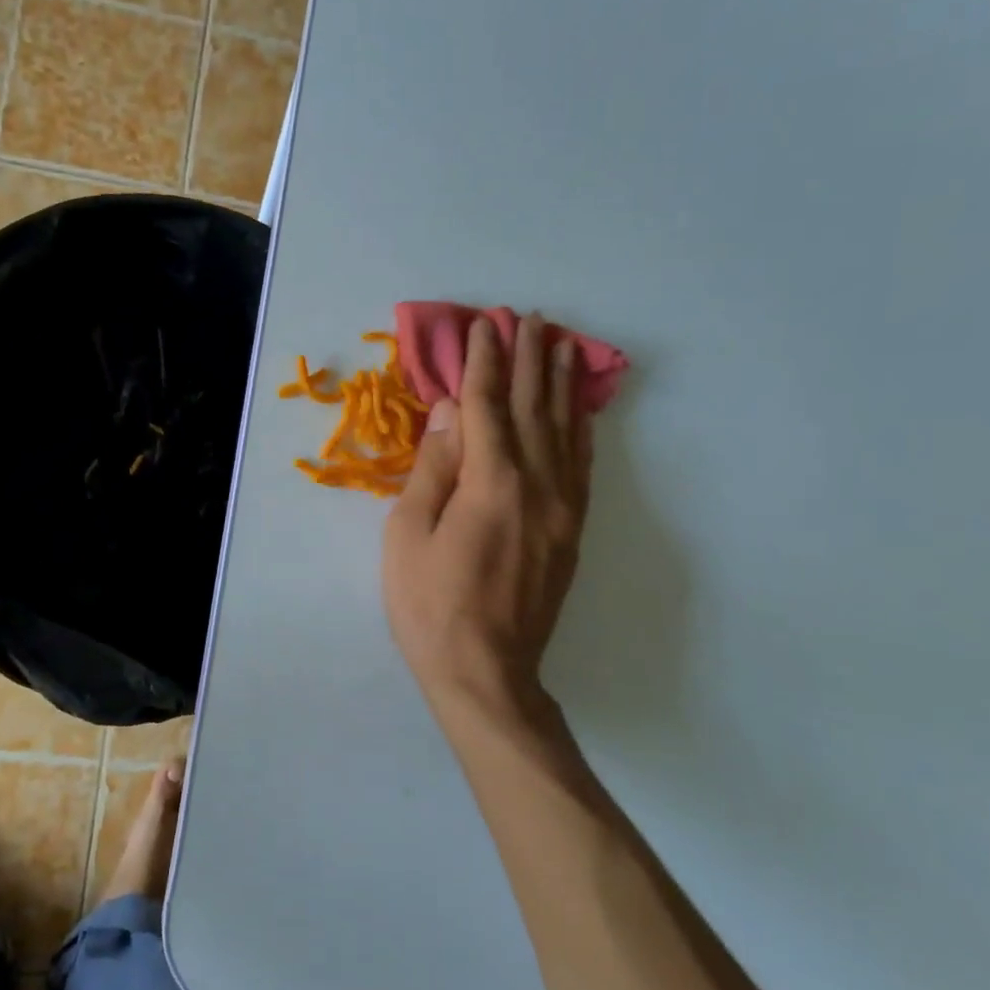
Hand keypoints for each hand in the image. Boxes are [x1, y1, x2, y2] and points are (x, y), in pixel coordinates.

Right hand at [383, 313, 591, 720]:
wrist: (485, 671)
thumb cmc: (430, 604)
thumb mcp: (408, 534)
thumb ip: (434, 467)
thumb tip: (452, 411)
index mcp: (490, 482)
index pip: (485, 405)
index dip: (483, 362)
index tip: (485, 325)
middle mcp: (536, 484)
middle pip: (531, 408)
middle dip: (528, 359)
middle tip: (530, 318)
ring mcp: (561, 508)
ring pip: (564, 431)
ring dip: (560, 384)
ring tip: (562, 345)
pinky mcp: (570, 531)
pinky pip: (581, 467)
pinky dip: (581, 430)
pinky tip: (580, 411)